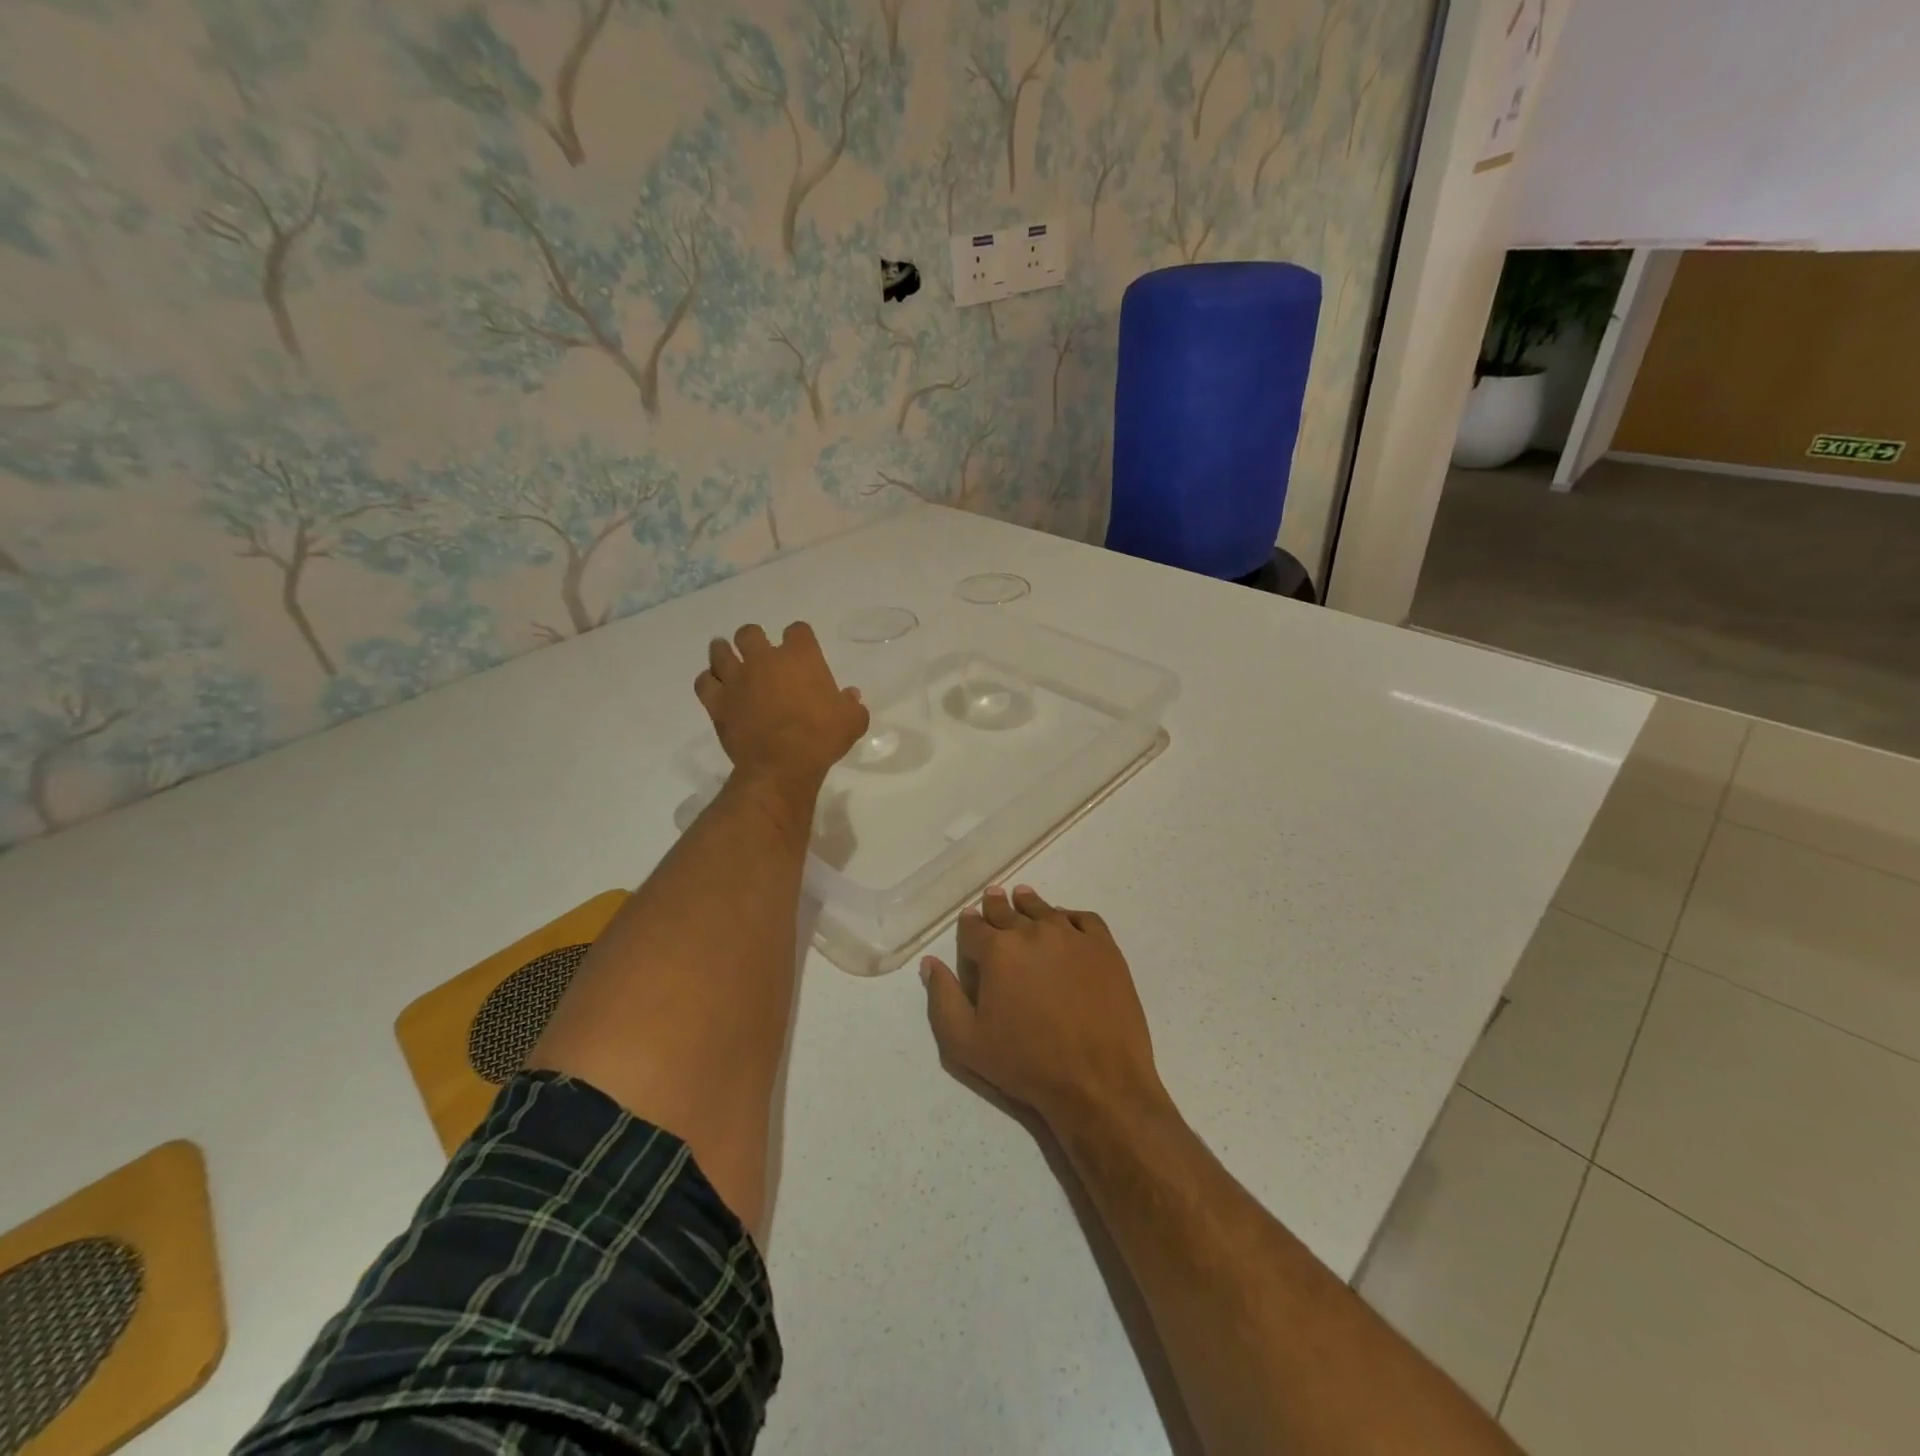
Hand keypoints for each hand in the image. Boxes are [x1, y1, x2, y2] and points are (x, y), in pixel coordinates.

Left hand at [695, 622, 868, 793]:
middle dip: (754, 639)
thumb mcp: (852, 722)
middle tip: (760, 653)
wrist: (782, 766)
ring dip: (724, 652)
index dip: (800, 638)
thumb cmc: (821, 739)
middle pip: (750, 633)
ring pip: (720, 651)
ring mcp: (737, 679)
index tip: (802, 650)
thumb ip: (852, 704)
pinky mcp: (718, 701)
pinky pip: (704, 682)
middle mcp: (764, 659)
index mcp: (800, 657)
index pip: (798, 630)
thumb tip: (850, 695)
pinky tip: (716, 687)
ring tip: (729, 659)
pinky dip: (709, 682)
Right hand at [923, 885, 1164, 1130]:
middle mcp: (1033, 932)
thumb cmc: (1027, 1064)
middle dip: (996, 906)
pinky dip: (1069, 915)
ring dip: (1029, 904)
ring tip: (1023, 898)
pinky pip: (1083, 918)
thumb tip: (930, 963)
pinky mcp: (1104, 947)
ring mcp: (1072, 936)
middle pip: (1007, 911)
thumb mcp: (966, 1043)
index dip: (968, 925)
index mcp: (997, 951)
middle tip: (992, 897)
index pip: (973, 927)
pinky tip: (1065, 920)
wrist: (1098, 1080)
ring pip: (1044, 909)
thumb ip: (943, 998)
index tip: (968, 921)